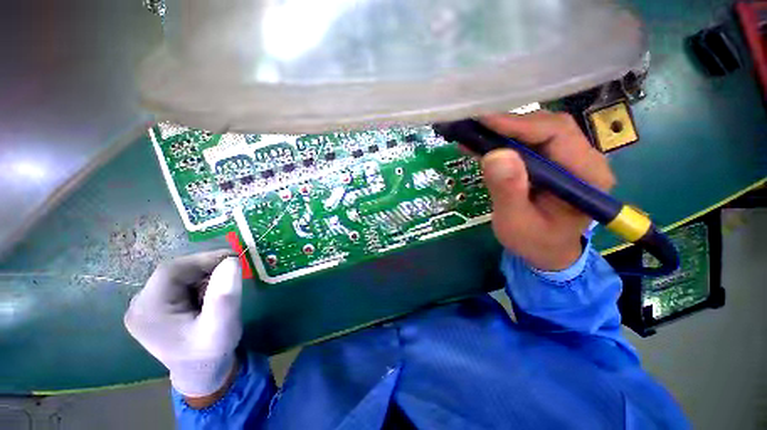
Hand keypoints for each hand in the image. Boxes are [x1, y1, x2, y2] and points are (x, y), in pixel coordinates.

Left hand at [124, 250, 242, 400]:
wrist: (202, 373)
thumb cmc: (211, 353)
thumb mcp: (222, 326)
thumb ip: (225, 295)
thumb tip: (231, 260)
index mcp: (148, 311)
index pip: (172, 271)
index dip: (203, 259)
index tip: (234, 258)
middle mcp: (139, 305)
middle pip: (174, 271)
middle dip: (206, 268)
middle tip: (233, 272)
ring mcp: (146, 306)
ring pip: (179, 276)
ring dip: (205, 275)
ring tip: (223, 287)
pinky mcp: (156, 307)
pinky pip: (179, 284)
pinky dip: (200, 282)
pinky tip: (210, 294)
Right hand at [479, 111, 615, 271]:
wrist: (546, 251)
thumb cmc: (534, 241)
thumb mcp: (516, 222)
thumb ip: (508, 191)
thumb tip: (495, 154)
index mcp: (586, 175)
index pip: (557, 134)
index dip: (519, 124)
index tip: (484, 120)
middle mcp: (584, 159)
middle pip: (548, 126)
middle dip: (510, 124)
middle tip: (476, 125)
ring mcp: (569, 158)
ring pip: (538, 130)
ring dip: (505, 131)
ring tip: (476, 133)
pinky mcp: (553, 161)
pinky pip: (529, 142)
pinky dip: (504, 140)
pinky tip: (484, 142)